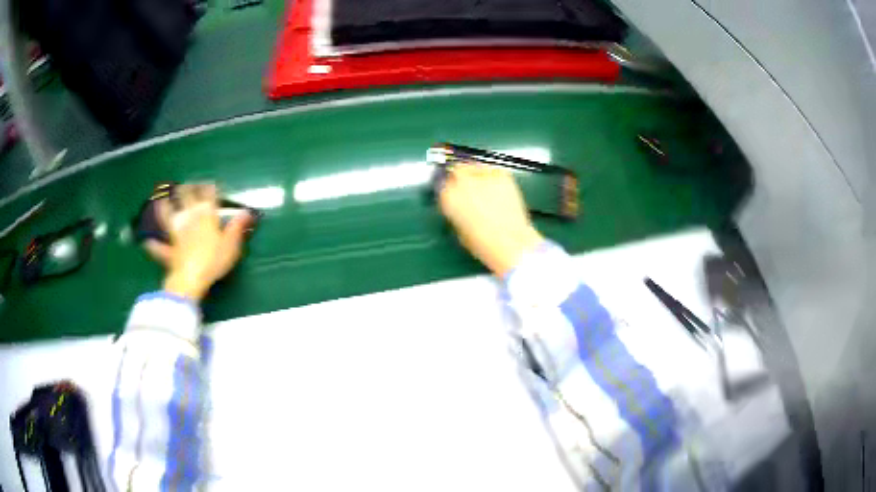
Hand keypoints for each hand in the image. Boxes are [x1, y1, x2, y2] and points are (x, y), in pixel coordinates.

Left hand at [144, 184, 252, 300]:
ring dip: (165, 207)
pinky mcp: (169, 250)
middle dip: (187, 190)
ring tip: (161, 200)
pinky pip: (159, 247)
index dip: (210, 188)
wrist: (191, 278)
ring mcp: (176, 234)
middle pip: (186, 199)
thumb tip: (246, 212)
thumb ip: (237, 227)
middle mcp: (189, 219)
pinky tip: (147, 241)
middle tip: (186, 185)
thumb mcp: (231, 244)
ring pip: (168, 216)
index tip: (211, 183)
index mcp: (206, 216)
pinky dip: (154, 244)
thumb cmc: (214, 260)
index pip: (208, 196)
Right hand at [439, 164, 542, 276]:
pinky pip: (493, 169)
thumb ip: (456, 210)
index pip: (442, 184)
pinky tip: (497, 187)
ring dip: (476, 173)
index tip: (454, 192)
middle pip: (457, 169)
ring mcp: (482, 176)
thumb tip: (460, 203)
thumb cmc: (482, 243)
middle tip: (469, 185)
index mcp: (448, 197)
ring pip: (474, 166)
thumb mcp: (459, 229)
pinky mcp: (502, 175)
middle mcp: (462, 182)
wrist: (510, 242)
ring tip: (484, 186)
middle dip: (460, 176)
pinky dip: (493, 175)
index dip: (449, 188)